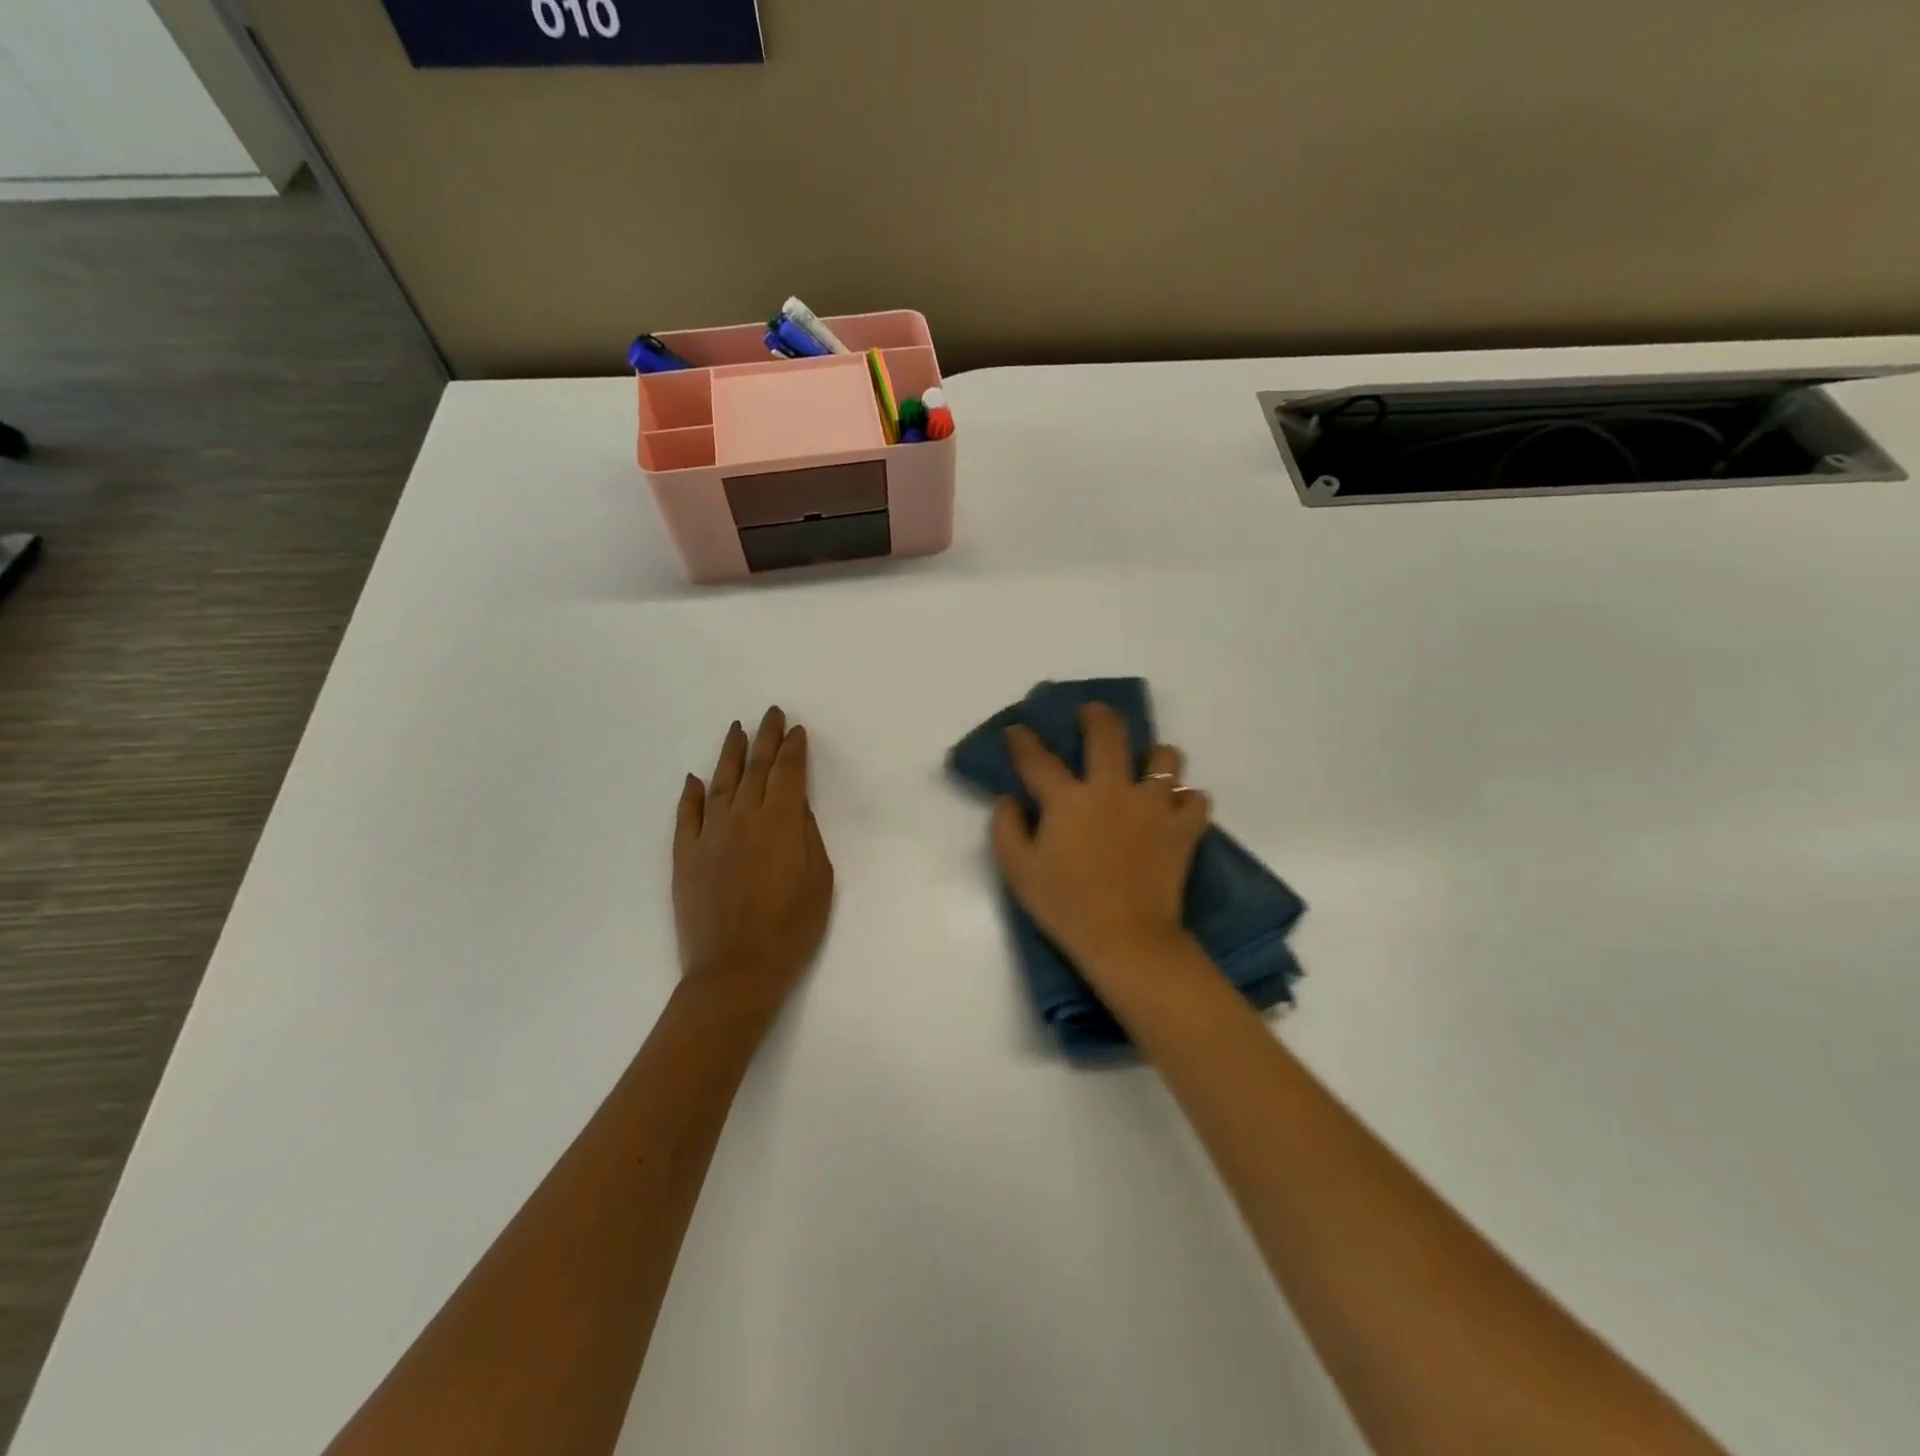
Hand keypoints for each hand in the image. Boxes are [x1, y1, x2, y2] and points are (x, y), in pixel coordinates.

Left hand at [674, 707, 833, 1011]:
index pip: (788, 773)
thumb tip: (796, 806)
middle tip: (770, 714)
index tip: (796, 730)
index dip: (793, 749)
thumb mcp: (819, 880)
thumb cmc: (791, 928)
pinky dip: (689, 794)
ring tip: (736, 730)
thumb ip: (807, 835)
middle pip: (755, 769)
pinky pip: (686, 816)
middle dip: (765, 738)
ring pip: (720, 783)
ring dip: (730, 754)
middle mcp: (743, 818)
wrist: (735, 971)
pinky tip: (693, 778)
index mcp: (781, 822)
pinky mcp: (685, 857)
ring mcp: (709, 835)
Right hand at [991, 702, 1210, 982]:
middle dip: (1097, 715)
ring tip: (1148, 767)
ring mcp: (1154, 806)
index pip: (1038, 759)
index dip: (1023, 741)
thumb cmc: (1065, 905)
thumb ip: (1006, 828)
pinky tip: (1175, 809)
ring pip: (1165, 758)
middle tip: (1091, 714)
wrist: (1125, 938)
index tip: (1017, 731)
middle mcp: (1113, 790)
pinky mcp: (1184, 829)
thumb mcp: (1018, 871)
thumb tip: (1009, 800)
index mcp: (1069, 799)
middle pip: (1109, 733)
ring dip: (1155, 757)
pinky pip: (1196, 800)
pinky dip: (1186, 801)